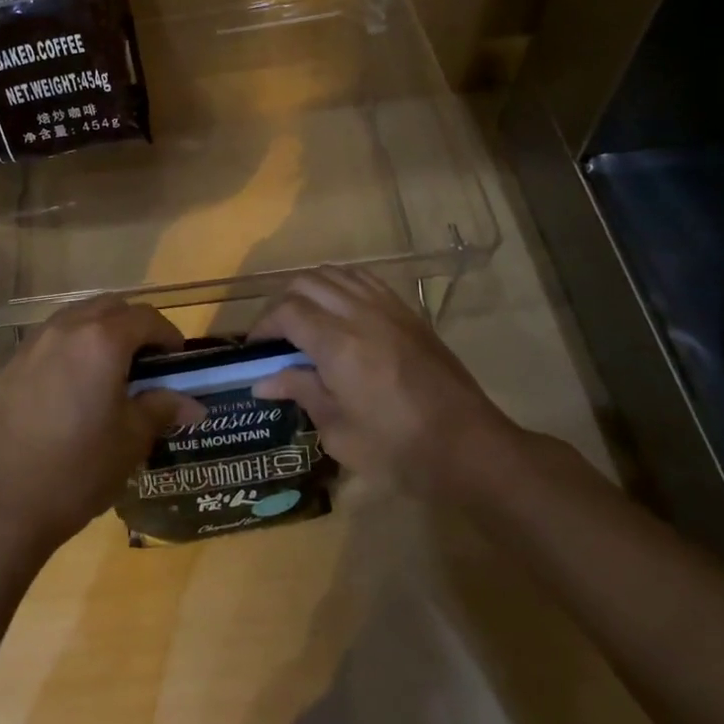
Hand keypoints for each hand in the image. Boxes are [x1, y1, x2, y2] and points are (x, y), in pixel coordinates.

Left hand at [0, 296, 204, 553]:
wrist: (9, 501)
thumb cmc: (81, 467)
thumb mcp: (133, 439)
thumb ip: (162, 408)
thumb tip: (193, 404)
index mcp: (102, 340)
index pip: (146, 318)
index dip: (168, 335)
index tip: (177, 361)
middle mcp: (68, 328)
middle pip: (111, 307)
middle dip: (135, 326)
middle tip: (149, 362)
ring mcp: (37, 342)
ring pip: (79, 315)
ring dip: (102, 329)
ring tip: (114, 368)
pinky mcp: (15, 362)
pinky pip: (54, 336)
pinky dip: (75, 343)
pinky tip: (78, 381)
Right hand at [250, 267, 522, 500]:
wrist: (468, 448)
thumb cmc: (398, 450)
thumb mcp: (339, 432)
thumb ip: (301, 393)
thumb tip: (264, 380)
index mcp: (337, 344)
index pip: (286, 312)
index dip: (263, 325)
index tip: (255, 350)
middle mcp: (359, 314)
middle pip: (305, 283)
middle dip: (281, 304)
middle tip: (276, 336)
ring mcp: (387, 308)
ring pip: (334, 273)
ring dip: (310, 289)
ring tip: (303, 319)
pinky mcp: (407, 312)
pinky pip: (364, 279)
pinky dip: (340, 284)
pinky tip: (338, 308)